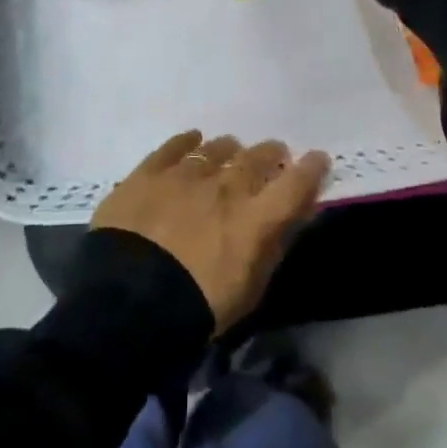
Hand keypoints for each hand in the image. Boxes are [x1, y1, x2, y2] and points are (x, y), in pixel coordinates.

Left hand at [92, 131, 330, 334]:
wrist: (128, 301)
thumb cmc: (197, 307)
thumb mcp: (248, 290)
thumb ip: (272, 247)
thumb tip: (290, 218)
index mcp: (255, 219)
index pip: (295, 184)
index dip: (310, 169)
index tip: (318, 158)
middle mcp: (225, 187)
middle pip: (256, 158)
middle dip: (270, 154)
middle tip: (273, 154)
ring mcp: (185, 175)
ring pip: (217, 148)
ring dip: (230, 150)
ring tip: (231, 151)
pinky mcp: (149, 173)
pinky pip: (174, 147)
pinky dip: (187, 141)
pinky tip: (192, 140)